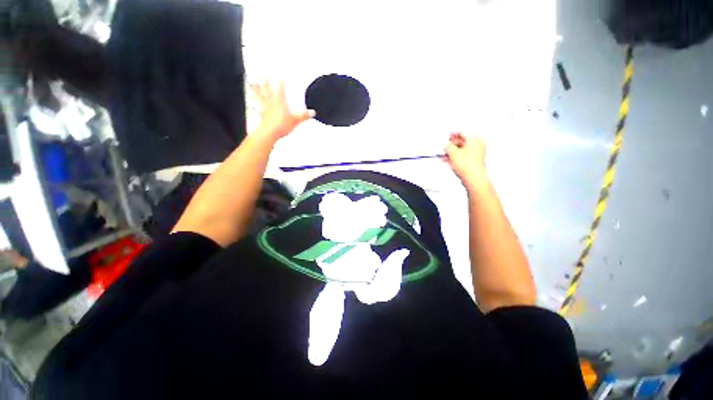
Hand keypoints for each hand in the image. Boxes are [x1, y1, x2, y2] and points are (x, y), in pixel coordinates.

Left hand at [250, 80, 314, 141]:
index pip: (281, 89)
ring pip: (260, 96)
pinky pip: (258, 107)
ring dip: (256, 89)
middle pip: (268, 89)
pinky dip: (256, 103)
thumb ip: (304, 116)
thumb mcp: (295, 120)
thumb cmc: (280, 125)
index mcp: (279, 101)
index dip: (281, 81)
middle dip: (266, 81)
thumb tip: (311, 112)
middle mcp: (271, 103)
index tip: (281, 75)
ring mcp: (265, 108)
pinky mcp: (262, 115)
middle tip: (263, 73)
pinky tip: (256, 104)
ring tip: (252, 83)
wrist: (270, 132)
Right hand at [444, 132, 487, 188]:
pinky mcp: (474, 162)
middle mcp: (478, 145)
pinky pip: (463, 157)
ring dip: (453, 152)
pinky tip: (449, 160)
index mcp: (475, 139)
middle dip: (452, 145)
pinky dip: (456, 158)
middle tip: (445, 146)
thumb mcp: (452, 152)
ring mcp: (477, 154)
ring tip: (444, 154)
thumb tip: (445, 144)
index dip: (453, 135)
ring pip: (462, 150)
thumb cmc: (467, 165)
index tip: (447, 136)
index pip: (462, 133)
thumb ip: (447, 146)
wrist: (473, 178)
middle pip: (462, 142)